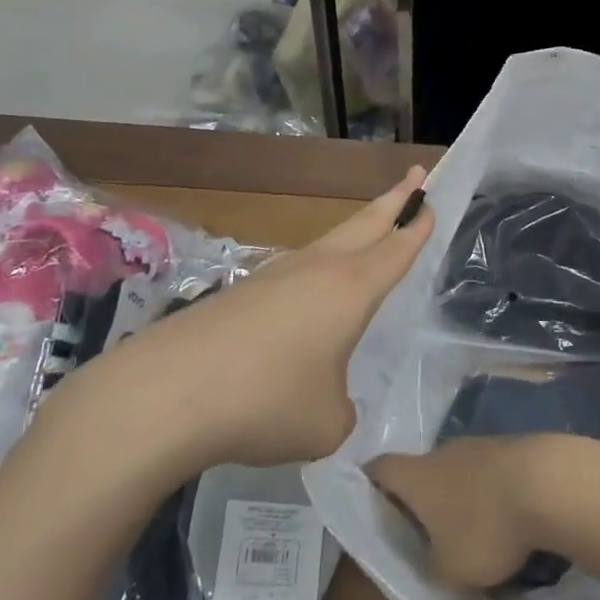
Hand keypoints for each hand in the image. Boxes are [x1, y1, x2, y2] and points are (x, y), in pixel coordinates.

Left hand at [86, 167, 434, 470]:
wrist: (168, 391)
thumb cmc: (266, 401)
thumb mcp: (326, 423)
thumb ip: (341, 410)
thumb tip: (328, 401)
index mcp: (350, 290)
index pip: (395, 249)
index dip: (417, 226)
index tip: (431, 199)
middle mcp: (317, 270)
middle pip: (364, 224)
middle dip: (393, 200)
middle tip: (415, 176)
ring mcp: (275, 276)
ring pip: (327, 244)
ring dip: (354, 233)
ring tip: (368, 233)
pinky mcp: (242, 293)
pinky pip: (295, 272)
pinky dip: (316, 271)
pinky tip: (308, 297)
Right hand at [367, 434, 599, 588]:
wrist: (547, 483)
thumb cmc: (484, 527)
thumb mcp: (449, 570)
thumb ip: (432, 564)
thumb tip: (435, 555)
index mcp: (417, 476)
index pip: (380, 469)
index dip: (369, 483)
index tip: (366, 499)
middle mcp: (443, 452)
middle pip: (421, 470)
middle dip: (421, 498)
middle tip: (424, 529)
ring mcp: (479, 445)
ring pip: (457, 470)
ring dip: (459, 496)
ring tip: (470, 530)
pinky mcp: (511, 448)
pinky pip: (489, 472)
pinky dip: (490, 492)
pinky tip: (505, 518)